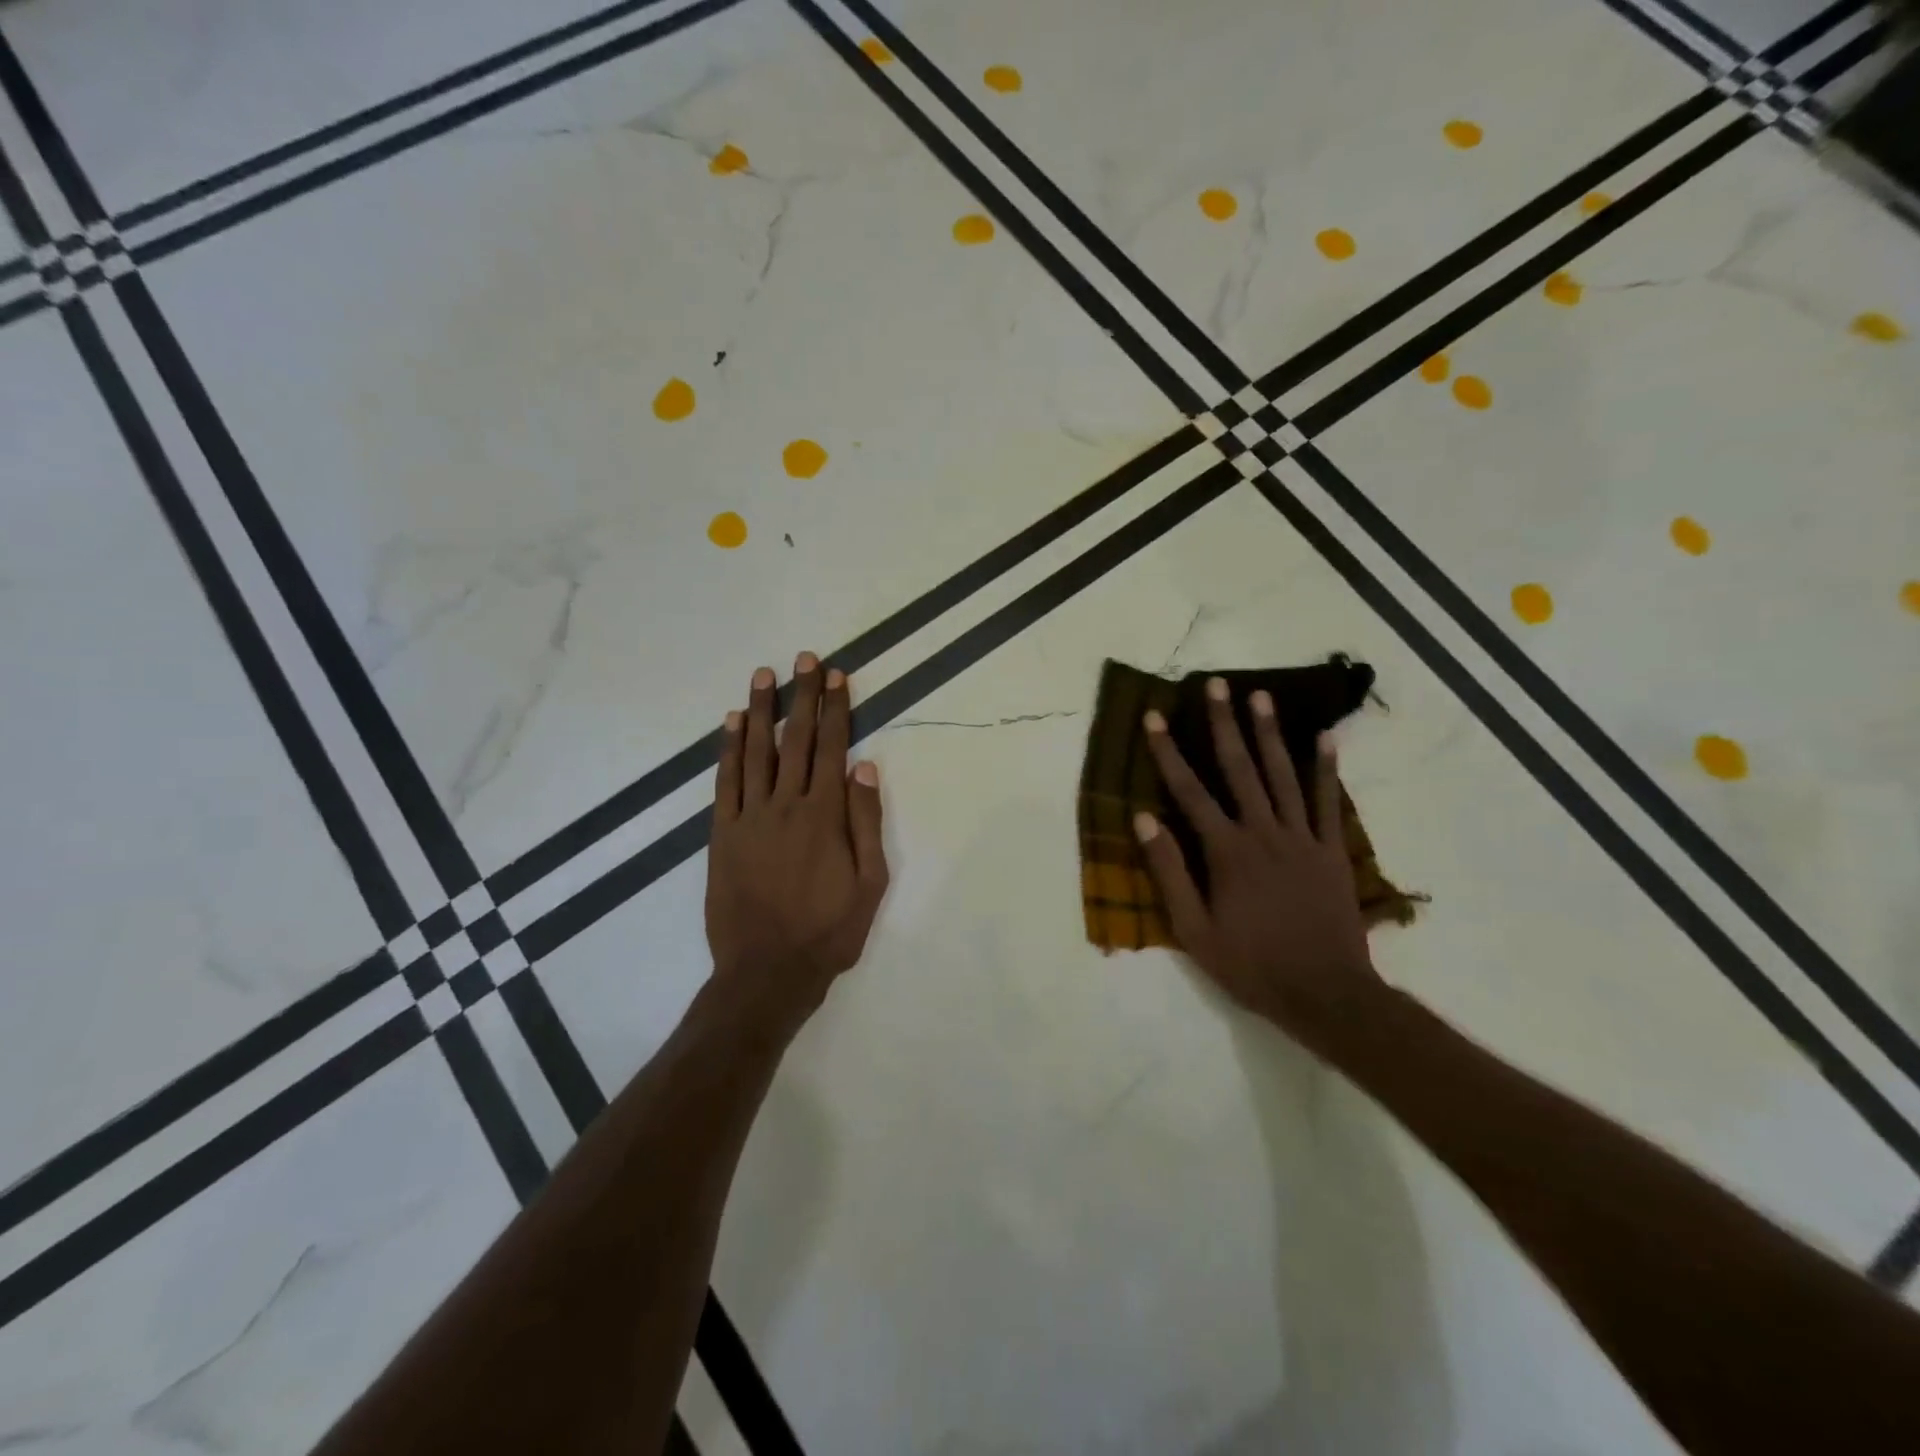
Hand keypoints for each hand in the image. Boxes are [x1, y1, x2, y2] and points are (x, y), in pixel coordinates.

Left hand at [706, 654, 889, 1030]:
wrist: (767, 971)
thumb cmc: (829, 931)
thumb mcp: (870, 883)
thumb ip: (867, 823)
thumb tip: (866, 768)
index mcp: (826, 815)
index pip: (833, 748)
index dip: (835, 709)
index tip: (836, 676)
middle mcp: (787, 805)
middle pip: (797, 740)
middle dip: (802, 697)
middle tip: (804, 658)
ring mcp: (750, 817)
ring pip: (756, 752)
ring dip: (761, 711)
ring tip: (764, 675)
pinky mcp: (723, 833)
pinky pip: (726, 782)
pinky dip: (728, 749)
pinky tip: (731, 723)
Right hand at [1134, 677, 1382, 1047]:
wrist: (1326, 994)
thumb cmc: (1251, 964)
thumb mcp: (1194, 930)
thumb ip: (1169, 871)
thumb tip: (1142, 819)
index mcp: (1226, 851)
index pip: (1189, 791)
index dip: (1169, 752)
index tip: (1155, 717)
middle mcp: (1263, 832)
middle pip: (1239, 768)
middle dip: (1224, 724)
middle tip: (1216, 685)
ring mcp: (1302, 838)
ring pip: (1282, 774)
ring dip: (1270, 733)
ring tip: (1260, 696)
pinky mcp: (1331, 850)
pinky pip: (1326, 801)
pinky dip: (1325, 767)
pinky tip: (1323, 737)